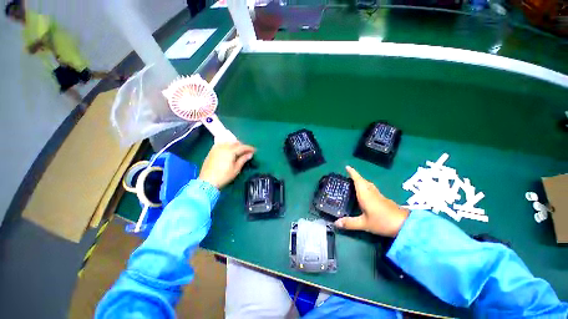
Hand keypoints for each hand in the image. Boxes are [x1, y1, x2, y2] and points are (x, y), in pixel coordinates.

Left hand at [199, 142, 255, 188]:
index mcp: (230, 151)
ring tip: (239, 151)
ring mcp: (216, 148)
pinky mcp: (212, 151)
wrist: (207, 181)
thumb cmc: (224, 176)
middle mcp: (223, 147)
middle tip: (247, 152)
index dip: (249, 148)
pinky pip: (221, 144)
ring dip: (235, 145)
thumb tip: (250, 154)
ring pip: (228, 142)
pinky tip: (229, 150)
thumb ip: (243, 159)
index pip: (242, 147)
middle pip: (235, 143)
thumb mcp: (236, 169)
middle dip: (242, 146)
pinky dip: (227, 145)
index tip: (255, 150)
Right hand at [334, 166, 408, 236]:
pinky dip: (366, 188)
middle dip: (356, 177)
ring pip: (368, 185)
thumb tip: (335, 223)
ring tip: (354, 184)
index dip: (352, 172)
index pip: (358, 180)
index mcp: (365, 194)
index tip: (347, 166)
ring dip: (361, 182)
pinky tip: (365, 195)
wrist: (405, 225)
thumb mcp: (364, 224)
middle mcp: (371, 192)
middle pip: (363, 181)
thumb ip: (350, 223)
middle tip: (348, 177)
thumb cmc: (382, 221)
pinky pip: (372, 190)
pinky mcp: (383, 200)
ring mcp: (379, 195)